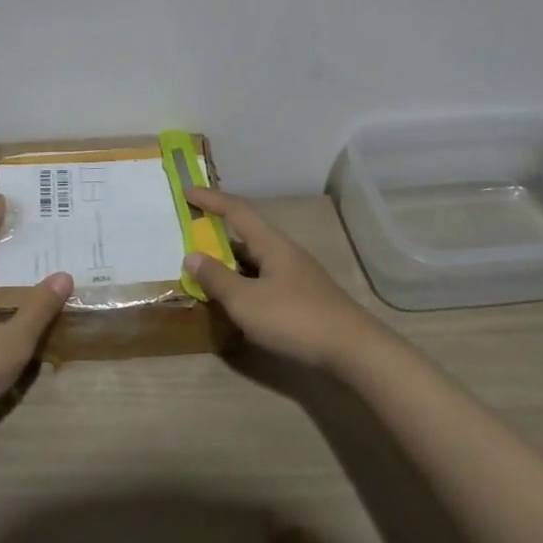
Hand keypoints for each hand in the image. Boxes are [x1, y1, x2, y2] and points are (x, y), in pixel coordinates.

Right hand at [184, 188, 379, 371]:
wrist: (354, 351)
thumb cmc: (295, 319)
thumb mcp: (246, 301)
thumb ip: (217, 278)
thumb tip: (192, 256)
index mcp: (271, 244)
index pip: (236, 211)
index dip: (211, 199)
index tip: (188, 191)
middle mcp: (285, 253)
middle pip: (247, 234)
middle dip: (219, 233)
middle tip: (192, 236)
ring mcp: (298, 276)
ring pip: (257, 260)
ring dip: (231, 262)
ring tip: (208, 272)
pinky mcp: (305, 299)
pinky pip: (266, 280)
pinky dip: (246, 283)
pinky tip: (238, 302)